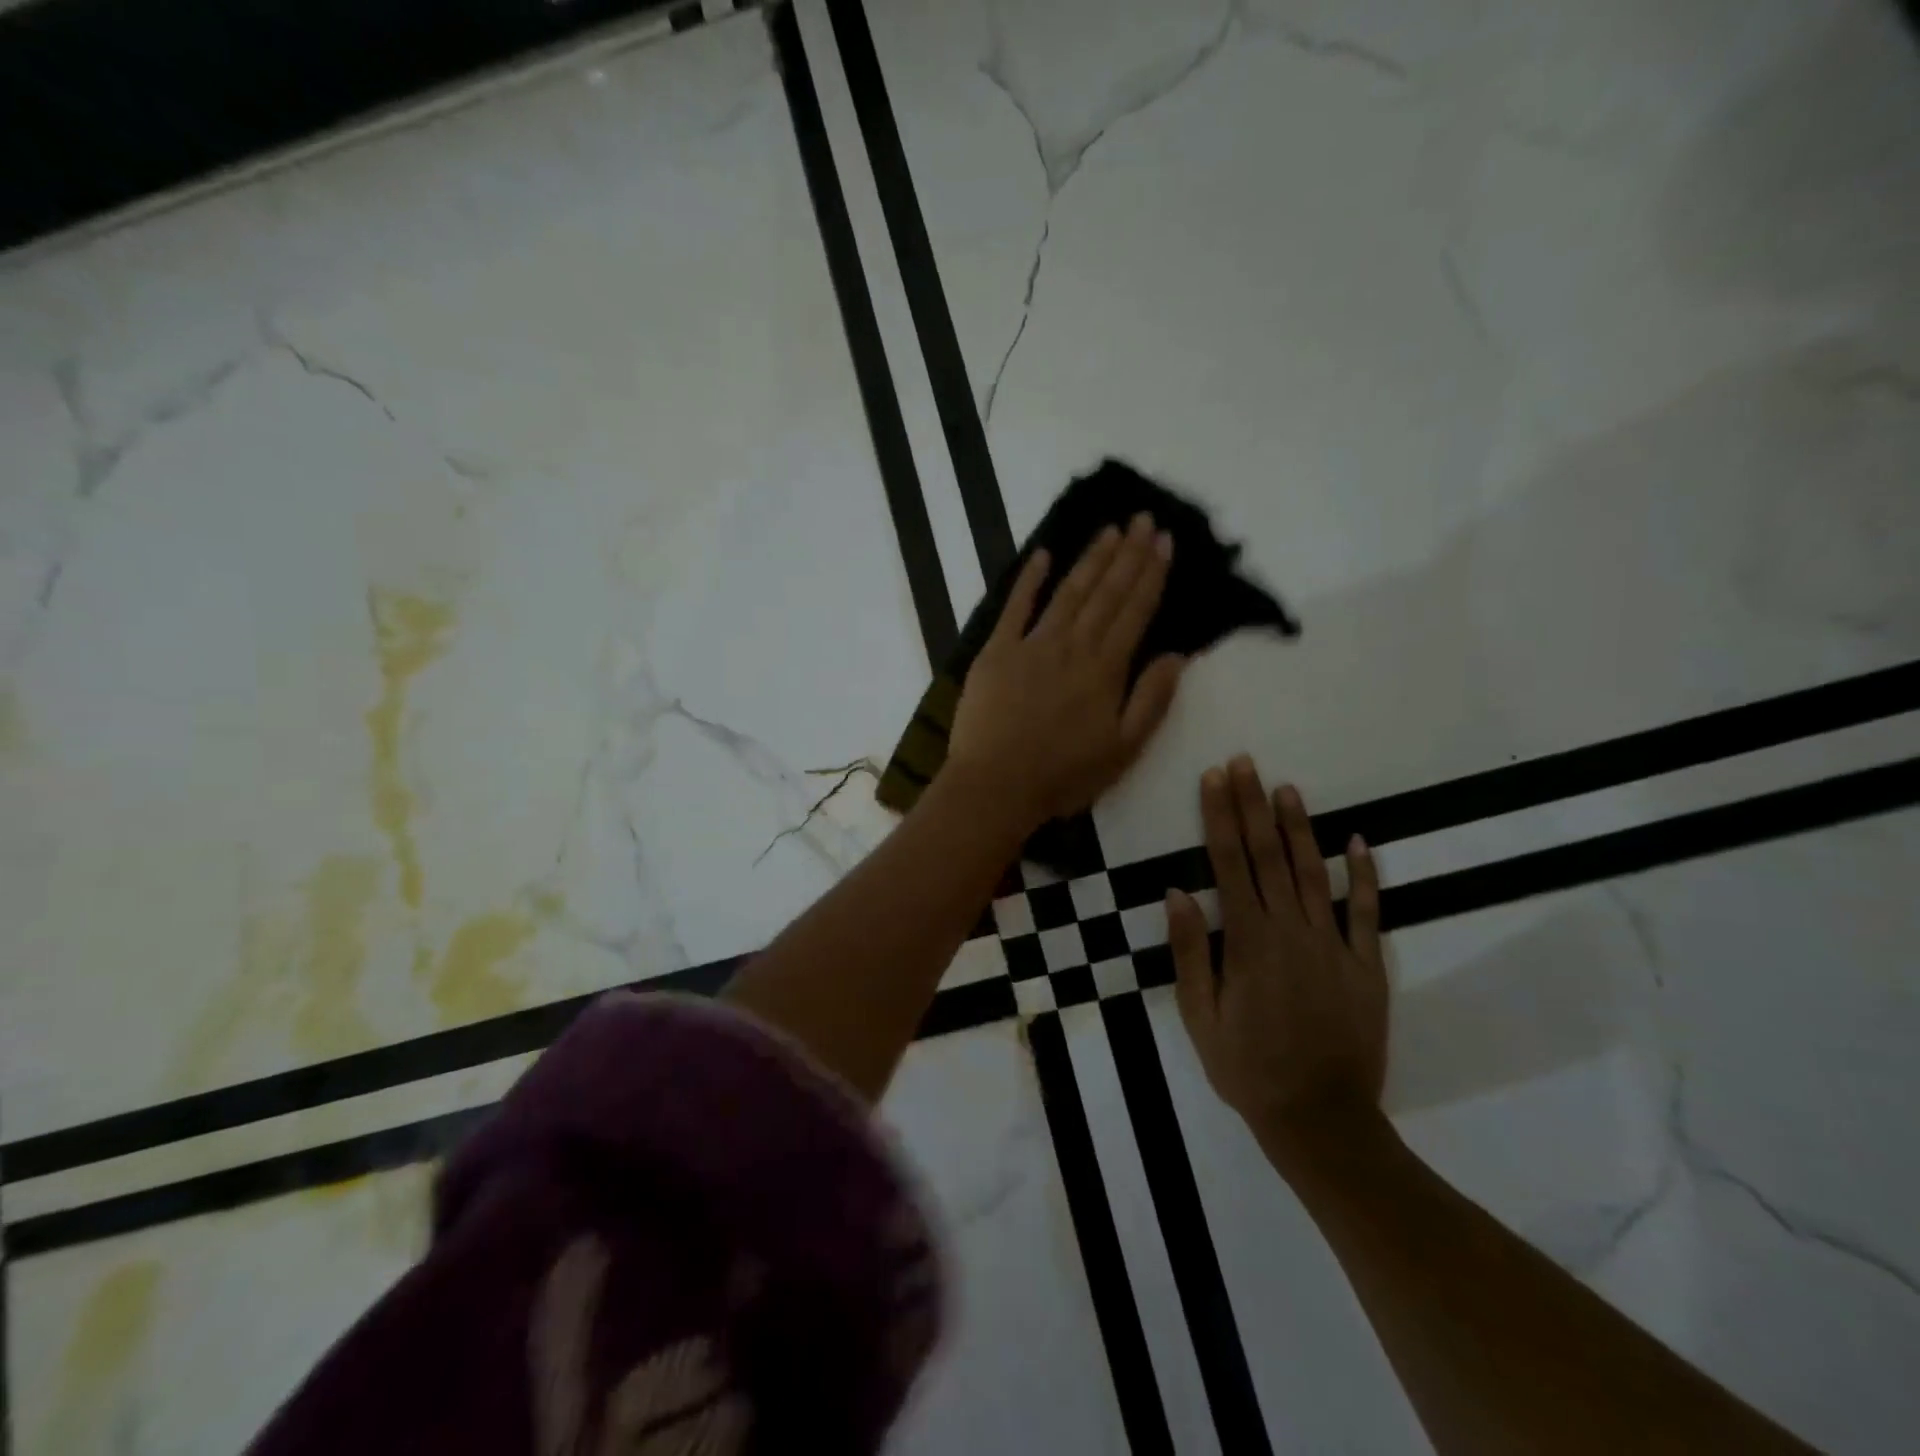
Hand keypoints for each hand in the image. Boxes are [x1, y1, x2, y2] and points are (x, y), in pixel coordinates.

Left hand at [948, 513, 1185, 828]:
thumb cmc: (1062, 776)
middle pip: (1105, 593)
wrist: (995, 785)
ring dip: (1090, 559)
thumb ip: (1152, 700)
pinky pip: (1015, 607)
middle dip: (1127, 554)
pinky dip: (1029, 580)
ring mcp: (1031, 644)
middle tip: (1143, 519)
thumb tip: (1178, 655)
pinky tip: (1042, 554)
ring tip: (1110, 530)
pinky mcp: (996, 651)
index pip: (1134, 611)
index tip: (1165, 541)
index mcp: (1105, 669)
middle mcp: (1072, 646)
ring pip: (1068, 592)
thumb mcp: (1123, 750)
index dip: (1151, 574)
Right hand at [1170, 758, 1387, 1164]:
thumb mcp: (1199, 1016)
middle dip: (1253, 805)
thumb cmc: (1247, 1068)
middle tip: (1245, 763)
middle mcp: (1290, 931)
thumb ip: (1189, 952)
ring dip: (1299, 827)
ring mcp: (1333, 946)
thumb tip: (1177, 892)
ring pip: (1313, 873)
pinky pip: (1366, 912)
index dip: (1219, 816)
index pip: (1228, 863)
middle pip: (1267, 856)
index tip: (1214, 778)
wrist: (1321, 1119)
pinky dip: (1363, 875)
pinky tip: (1358, 842)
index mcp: (1247, 941)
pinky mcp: (1366, 966)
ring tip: (1287, 788)